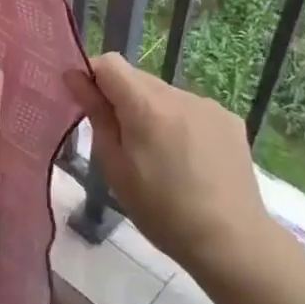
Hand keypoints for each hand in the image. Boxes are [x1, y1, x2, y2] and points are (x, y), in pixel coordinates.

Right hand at [71, 52, 285, 280]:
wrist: (229, 239)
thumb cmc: (160, 210)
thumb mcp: (115, 166)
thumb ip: (96, 115)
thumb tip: (75, 77)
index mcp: (146, 106)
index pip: (110, 63)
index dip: (92, 77)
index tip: (87, 105)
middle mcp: (179, 95)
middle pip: (137, 79)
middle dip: (122, 99)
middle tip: (122, 143)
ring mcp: (208, 105)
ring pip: (164, 95)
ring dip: (151, 113)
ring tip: (158, 157)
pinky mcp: (229, 120)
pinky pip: (190, 109)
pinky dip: (179, 124)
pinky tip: (187, 160)